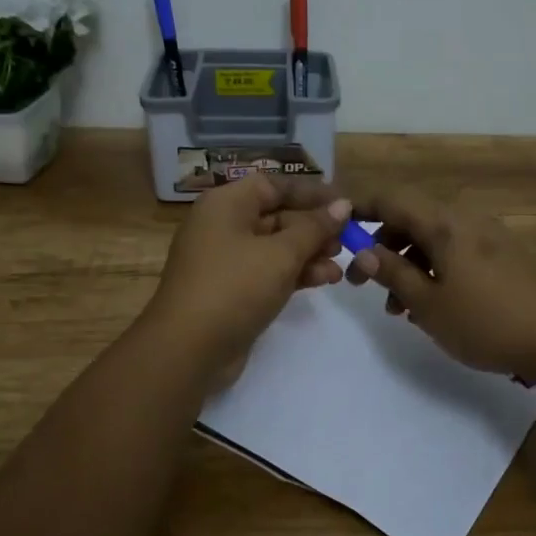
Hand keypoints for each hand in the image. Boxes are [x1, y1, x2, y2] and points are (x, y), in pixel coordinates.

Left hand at [146, 174, 349, 375]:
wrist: (188, 350)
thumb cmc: (234, 287)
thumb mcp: (281, 254)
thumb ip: (314, 228)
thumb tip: (342, 206)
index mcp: (226, 204)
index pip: (273, 185)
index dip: (310, 192)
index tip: (344, 205)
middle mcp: (223, 226)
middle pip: (276, 215)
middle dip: (314, 228)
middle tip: (348, 240)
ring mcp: (226, 260)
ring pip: (275, 246)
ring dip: (309, 253)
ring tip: (340, 266)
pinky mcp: (232, 290)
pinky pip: (269, 271)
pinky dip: (295, 273)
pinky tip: (324, 280)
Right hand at [344, 189, 535, 380]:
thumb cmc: (487, 322)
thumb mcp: (429, 305)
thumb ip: (394, 275)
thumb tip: (365, 252)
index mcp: (444, 225)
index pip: (391, 198)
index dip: (360, 207)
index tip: (336, 227)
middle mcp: (465, 221)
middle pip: (411, 219)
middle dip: (382, 247)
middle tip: (362, 284)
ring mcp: (487, 238)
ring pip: (432, 240)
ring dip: (407, 266)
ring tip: (397, 309)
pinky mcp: (502, 257)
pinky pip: (455, 253)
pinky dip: (433, 271)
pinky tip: (430, 307)